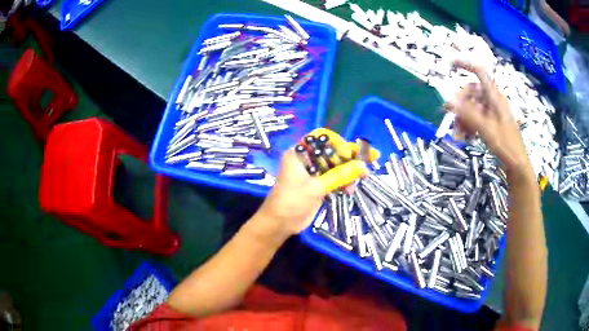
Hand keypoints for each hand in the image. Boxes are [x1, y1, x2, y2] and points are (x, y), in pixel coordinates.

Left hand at [254, 129, 377, 238]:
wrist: (280, 224)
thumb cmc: (292, 202)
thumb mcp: (316, 187)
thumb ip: (340, 175)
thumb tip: (363, 166)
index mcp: (299, 153)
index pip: (322, 139)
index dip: (339, 143)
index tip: (352, 153)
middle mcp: (306, 159)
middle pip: (332, 152)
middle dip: (349, 158)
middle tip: (369, 161)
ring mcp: (312, 172)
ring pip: (335, 166)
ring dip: (348, 171)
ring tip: (362, 178)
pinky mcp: (317, 184)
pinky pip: (334, 178)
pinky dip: (343, 182)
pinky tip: (351, 189)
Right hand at [447, 61, 529, 173]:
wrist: (517, 165)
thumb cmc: (505, 145)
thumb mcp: (486, 129)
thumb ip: (468, 114)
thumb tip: (449, 101)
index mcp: (495, 97)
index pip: (480, 73)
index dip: (466, 65)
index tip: (451, 65)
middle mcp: (493, 101)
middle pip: (472, 93)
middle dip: (461, 105)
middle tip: (452, 119)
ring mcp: (493, 113)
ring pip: (473, 107)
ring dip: (463, 118)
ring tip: (458, 135)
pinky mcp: (492, 123)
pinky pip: (476, 118)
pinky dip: (469, 125)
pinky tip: (466, 137)